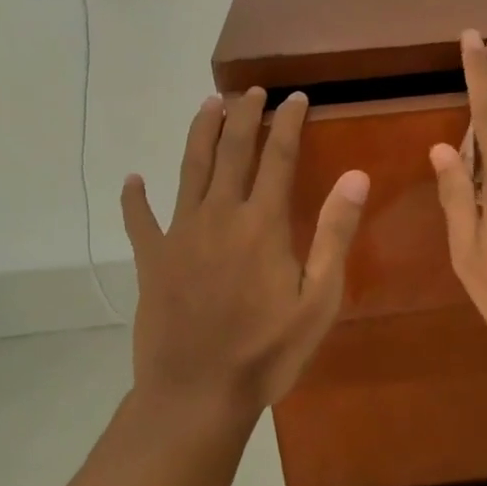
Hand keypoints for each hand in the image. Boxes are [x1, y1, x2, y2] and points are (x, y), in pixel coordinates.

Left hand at [121, 89, 368, 415]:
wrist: (196, 395)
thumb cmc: (267, 351)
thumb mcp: (318, 299)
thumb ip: (334, 233)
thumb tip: (355, 175)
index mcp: (262, 223)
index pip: (278, 156)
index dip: (289, 122)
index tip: (297, 97)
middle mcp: (219, 215)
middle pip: (231, 150)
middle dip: (244, 114)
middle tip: (252, 90)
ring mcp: (180, 234)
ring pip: (189, 168)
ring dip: (200, 132)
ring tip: (208, 104)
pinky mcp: (152, 259)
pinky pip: (139, 220)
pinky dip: (134, 198)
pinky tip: (132, 180)